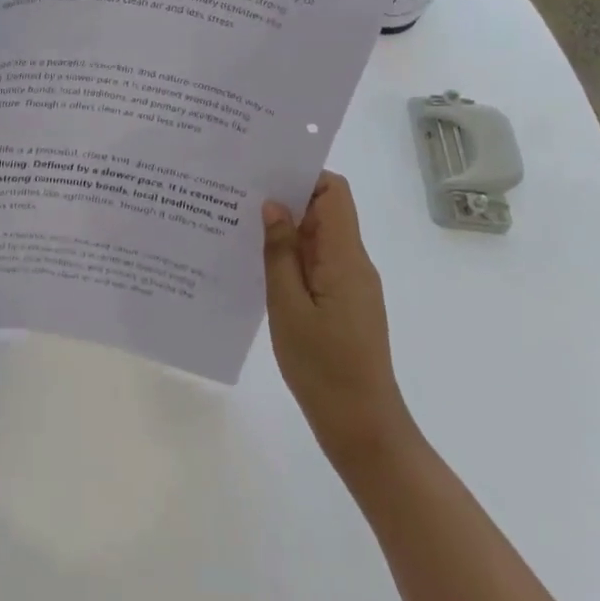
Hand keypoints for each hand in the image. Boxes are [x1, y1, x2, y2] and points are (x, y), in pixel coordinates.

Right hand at [263, 172, 417, 468]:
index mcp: (346, 258)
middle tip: (238, 192)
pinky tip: (256, 262)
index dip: (304, 175)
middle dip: (285, 197)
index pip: (334, 192)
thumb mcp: (288, 307)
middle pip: (325, 211)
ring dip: (285, 228)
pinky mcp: (343, 303)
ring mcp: (350, 285)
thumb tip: (273, 205)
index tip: (264, 172)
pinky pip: (317, 263)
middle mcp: (353, 264)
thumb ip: (280, 253)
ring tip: (238, 222)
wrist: (362, 429)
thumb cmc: (323, 367)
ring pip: (318, 238)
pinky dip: (290, 255)